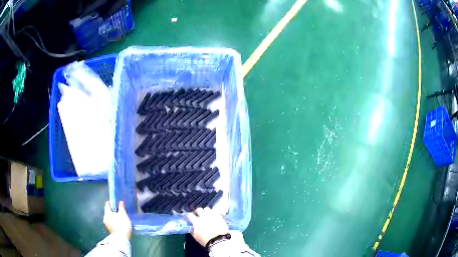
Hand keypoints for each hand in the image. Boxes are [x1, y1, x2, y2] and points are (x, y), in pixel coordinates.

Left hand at [103, 201, 131, 239]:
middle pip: (108, 211)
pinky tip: (119, 224)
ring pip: (109, 217)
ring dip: (113, 217)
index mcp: (107, 212)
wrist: (121, 238)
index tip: (117, 203)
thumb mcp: (123, 215)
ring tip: (120, 218)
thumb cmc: (122, 225)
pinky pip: (110, 222)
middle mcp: (105, 217)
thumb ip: (121, 207)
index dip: (112, 202)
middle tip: (120, 211)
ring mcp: (106, 224)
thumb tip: (120, 202)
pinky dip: (114, 222)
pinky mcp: (109, 229)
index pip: (107, 204)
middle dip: (113, 210)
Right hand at [187, 207, 228, 245]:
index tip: (189, 217)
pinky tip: (213, 216)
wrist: (218, 241)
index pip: (189, 215)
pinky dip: (213, 213)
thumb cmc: (206, 240)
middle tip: (198, 215)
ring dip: (206, 212)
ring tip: (206, 215)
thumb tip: (191, 227)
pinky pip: (215, 211)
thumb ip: (192, 229)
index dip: (188, 216)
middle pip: (199, 209)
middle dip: (197, 212)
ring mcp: (212, 215)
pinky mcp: (219, 216)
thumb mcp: (195, 236)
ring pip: (207, 209)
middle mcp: (204, 216)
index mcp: (196, 221)